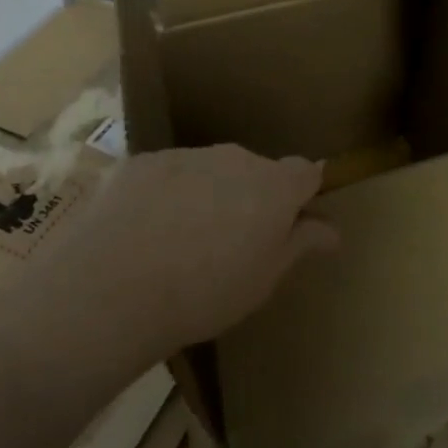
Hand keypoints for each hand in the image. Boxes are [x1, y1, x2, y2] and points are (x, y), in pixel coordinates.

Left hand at [53, 145, 336, 355]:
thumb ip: (300, 245)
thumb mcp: (264, 279)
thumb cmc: (205, 292)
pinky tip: (145, 233)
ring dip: (209, 194)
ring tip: (183, 243)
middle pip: (255, 170)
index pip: (306, 171)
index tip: (293, 220)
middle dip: (252, 197)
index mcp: (273, 186)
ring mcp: (185, 155)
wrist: (114, 285)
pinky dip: (167, 194)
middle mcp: (234, 158)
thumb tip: (332, 228)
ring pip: (210, 170)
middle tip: (233, 244)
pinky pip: (169, 174)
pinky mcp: (142, 161)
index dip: (304, 193)